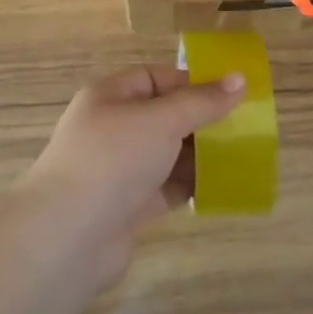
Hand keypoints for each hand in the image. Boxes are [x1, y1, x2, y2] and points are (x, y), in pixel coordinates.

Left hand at [20, 66, 244, 277]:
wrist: (69, 235)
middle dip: (199, 121)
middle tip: (243, 127)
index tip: (229, 94)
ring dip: (198, 156)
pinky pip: (165, 189)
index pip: (154, 78)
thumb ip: (202, 102)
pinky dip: (189, 187)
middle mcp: (111, 128)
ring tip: (240, 157)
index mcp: (110, 96)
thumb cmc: (114, 158)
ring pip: (166, 155)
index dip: (190, 83)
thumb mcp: (162, 120)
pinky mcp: (127, 207)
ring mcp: (118, 170)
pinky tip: (220, 188)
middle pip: (162, 117)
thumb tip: (239, 79)